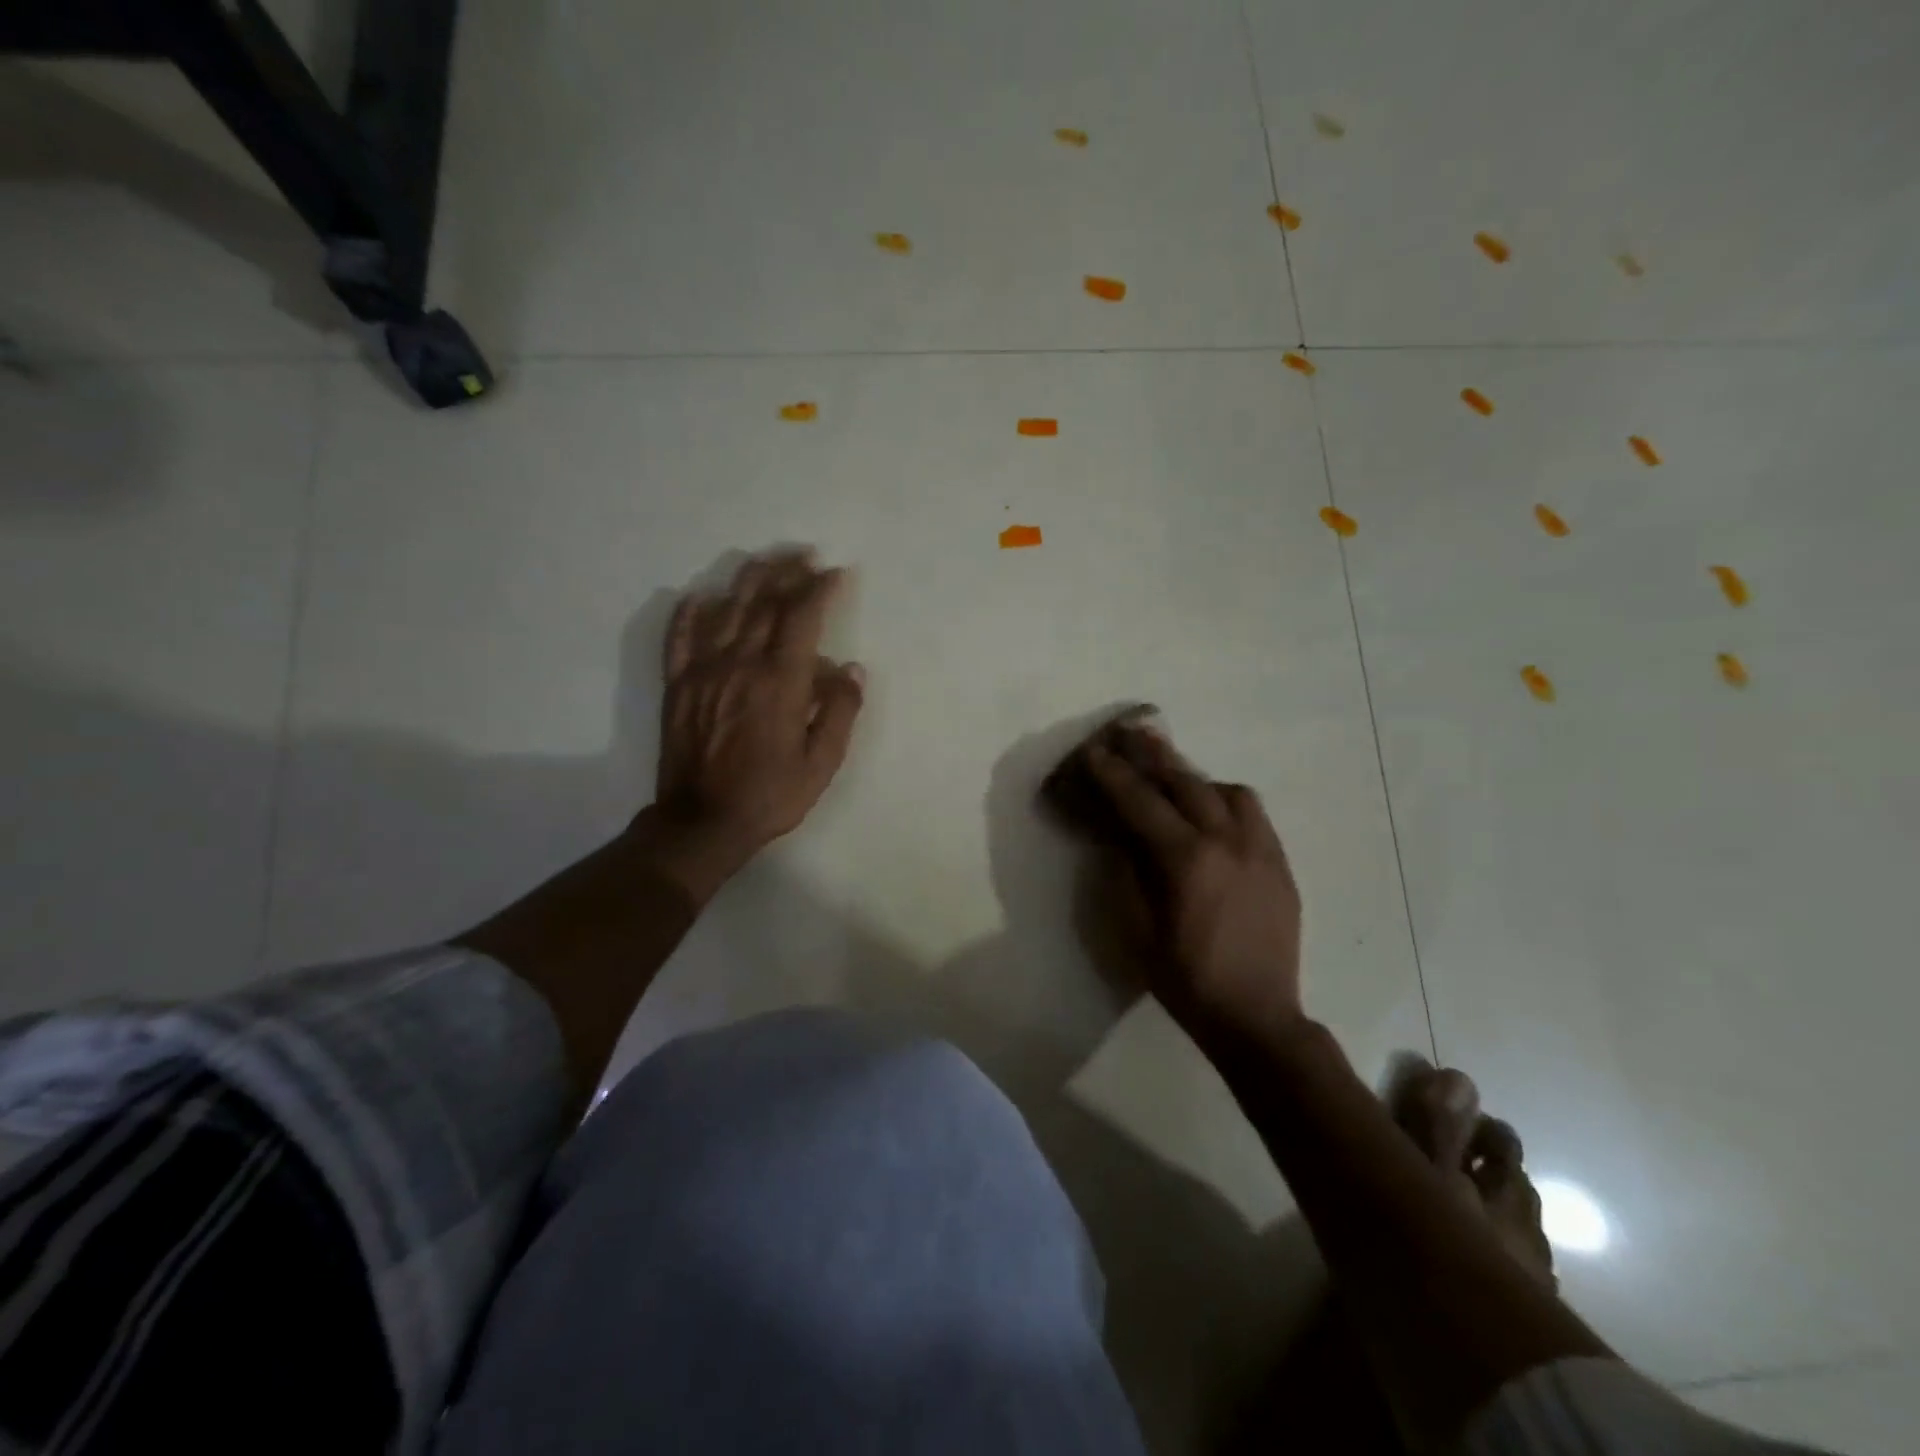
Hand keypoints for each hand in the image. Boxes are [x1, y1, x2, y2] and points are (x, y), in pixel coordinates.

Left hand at [648, 550, 863, 898]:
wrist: (702, 822)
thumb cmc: (770, 795)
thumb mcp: (822, 763)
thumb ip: (840, 712)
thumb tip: (851, 669)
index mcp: (780, 681)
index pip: (802, 617)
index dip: (819, 588)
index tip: (836, 573)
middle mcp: (741, 663)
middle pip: (764, 602)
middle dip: (787, 573)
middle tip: (804, 555)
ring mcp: (703, 671)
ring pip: (725, 609)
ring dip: (748, 580)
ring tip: (765, 561)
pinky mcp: (678, 685)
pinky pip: (680, 636)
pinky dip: (690, 611)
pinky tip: (702, 596)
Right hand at [1084, 726, 1302, 1040]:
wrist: (1257, 1018)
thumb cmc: (1186, 979)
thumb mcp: (1137, 931)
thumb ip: (1126, 875)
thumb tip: (1119, 837)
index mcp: (1187, 860)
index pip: (1142, 802)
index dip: (1113, 775)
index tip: (1094, 751)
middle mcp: (1228, 842)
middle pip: (1187, 782)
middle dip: (1154, 756)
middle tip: (1132, 733)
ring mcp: (1261, 850)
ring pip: (1228, 791)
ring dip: (1196, 778)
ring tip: (1175, 778)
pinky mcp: (1280, 864)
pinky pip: (1254, 814)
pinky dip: (1227, 801)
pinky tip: (1214, 813)